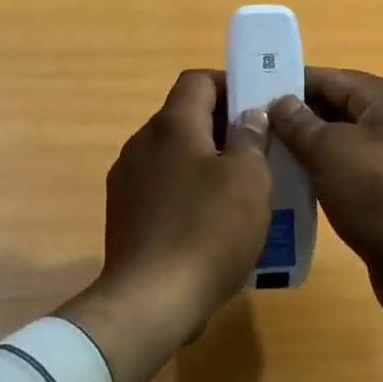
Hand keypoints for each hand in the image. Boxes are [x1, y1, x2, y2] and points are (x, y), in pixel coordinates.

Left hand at [58, 70, 272, 381]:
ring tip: (240, 190)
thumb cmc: (208, 231)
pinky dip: (187, 191)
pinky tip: (210, 223)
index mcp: (171, 125)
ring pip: (173, 154)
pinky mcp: (123, 215)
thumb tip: (249, 116)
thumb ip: (251, 138)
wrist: (150, 301)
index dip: (230, 85)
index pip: (198, 80)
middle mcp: (142, 143)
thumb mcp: (249, 180)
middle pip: (185, 117)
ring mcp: (127, 180)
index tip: (259, 108)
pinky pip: (162, 187)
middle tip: (259, 151)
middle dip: (223, 127)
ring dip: (206, 161)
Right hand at [271, 67, 382, 381]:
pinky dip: (322, 177)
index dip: (291, 82)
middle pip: (337, 110)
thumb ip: (299, 123)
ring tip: (263, 157)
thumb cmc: (379, 191)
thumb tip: (279, 102)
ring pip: (340, 146)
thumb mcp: (330, 149)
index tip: (252, 90)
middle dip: (296, 118)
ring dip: (306, 151)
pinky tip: (291, 187)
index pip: (332, 78)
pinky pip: (348, 175)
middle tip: (252, 127)